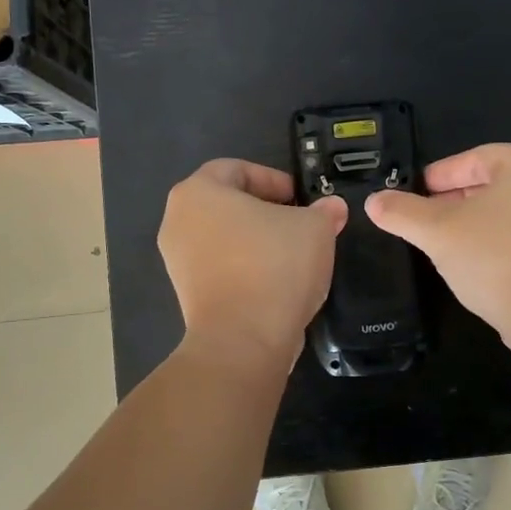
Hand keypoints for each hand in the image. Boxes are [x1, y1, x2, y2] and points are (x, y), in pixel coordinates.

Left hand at [159, 159, 347, 367]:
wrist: (243, 341)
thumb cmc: (274, 266)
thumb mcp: (315, 228)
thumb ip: (324, 211)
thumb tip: (332, 208)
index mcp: (198, 192)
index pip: (236, 169)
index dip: (273, 179)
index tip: (301, 199)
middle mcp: (177, 221)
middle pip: (228, 205)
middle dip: (267, 211)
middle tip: (301, 224)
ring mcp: (178, 261)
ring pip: (224, 238)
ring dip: (258, 242)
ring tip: (294, 256)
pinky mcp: (187, 295)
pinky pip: (221, 268)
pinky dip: (247, 269)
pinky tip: (277, 283)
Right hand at [365, 143, 510, 368]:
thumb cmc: (496, 259)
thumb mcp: (438, 232)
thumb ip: (402, 212)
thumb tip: (373, 202)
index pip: (475, 158)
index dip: (439, 175)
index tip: (413, 193)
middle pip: (494, 184)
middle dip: (455, 200)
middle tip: (424, 219)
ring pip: (510, 212)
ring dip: (475, 223)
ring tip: (444, 243)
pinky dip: (499, 243)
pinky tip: (477, 265)